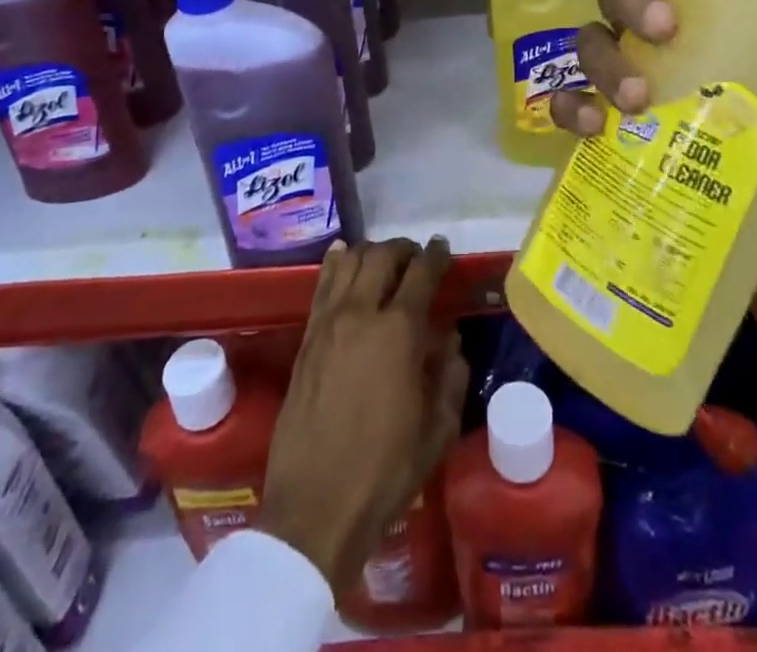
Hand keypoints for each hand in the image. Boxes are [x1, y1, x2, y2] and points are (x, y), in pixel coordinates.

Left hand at [260, 238, 469, 592]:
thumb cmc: (385, 472)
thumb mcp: (437, 430)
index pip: (422, 273)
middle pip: (382, 256)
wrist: (315, 508)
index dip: (436, 255)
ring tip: (383, 262)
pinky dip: (337, 263)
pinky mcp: (305, 339)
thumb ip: (450, 375)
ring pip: (349, 262)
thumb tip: (449, 338)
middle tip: (416, 258)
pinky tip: (343, 257)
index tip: (443, 248)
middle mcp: (361, 314)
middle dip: (403, 249)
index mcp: (399, 332)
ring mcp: (328, 323)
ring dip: (371, 253)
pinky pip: (322, 284)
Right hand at [549, 0, 756, 384]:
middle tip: (664, 30)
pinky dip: (569, 109)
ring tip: (636, 99)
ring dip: (603, 58)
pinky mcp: (614, 142)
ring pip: (591, 43)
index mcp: (729, 29)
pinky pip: (570, 109)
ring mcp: (637, 93)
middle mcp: (671, 51)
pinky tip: (590, 128)